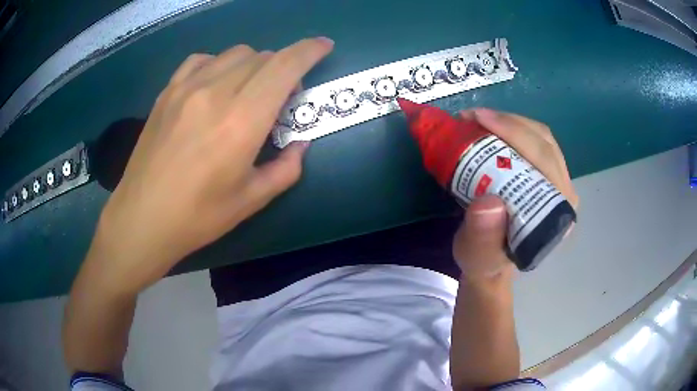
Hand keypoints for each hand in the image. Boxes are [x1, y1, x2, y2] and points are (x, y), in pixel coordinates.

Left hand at [87, 38, 333, 295]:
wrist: (142, 219)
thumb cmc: (198, 217)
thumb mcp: (251, 201)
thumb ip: (286, 168)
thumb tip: (300, 144)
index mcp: (241, 121)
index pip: (285, 66)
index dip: (310, 50)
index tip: (324, 46)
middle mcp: (215, 93)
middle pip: (263, 57)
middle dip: (284, 68)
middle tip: (282, 98)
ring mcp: (187, 88)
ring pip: (235, 53)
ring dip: (254, 65)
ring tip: (248, 91)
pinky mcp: (167, 92)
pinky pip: (202, 60)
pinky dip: (220, 64)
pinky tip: (215, 85)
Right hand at [452, 108, 578, 279]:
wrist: (491, 263)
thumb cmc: (485, 261)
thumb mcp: (477, 257)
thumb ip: (483, 238)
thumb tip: (489, 201)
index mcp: (556, 215)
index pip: (544, 160)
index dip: (513, 133)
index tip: (478, 120)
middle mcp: (564, 196)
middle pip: (544, 143)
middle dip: (508, 122)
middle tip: (471, 117)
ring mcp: (560, 184)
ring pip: (542, 138)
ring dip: (510, 122)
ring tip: (478, 119)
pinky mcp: (550, 177)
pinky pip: (537, 142)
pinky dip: (513, 128)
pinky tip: (492, 128)